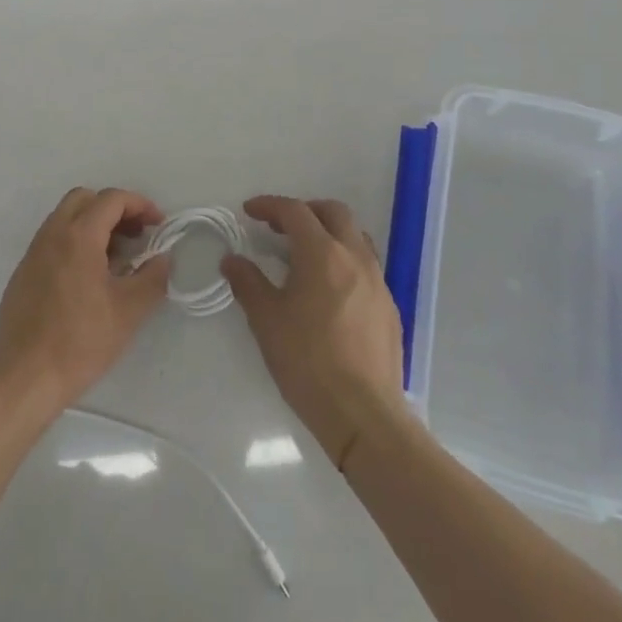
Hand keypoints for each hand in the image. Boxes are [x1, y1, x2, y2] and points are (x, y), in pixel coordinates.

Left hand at [0, 187, 171, 413]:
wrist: (25, 377)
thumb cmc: (81, 341)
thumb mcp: (128, 311)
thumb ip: (152, 278)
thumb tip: (163, 259)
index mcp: (78, 236)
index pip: (111, 199)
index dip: (140, 205)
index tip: (158, 224)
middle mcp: (52, 234)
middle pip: (85, 199)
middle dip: (114, 209)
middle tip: (135, 234)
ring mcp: (33, 252)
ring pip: (65, 218)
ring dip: (93, 225)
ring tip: (115, 259)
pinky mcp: (23, 273)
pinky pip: (52, 241)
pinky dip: (74, 243)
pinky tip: (86, 279)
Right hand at [222, 196, 406, 467]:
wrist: (364, 416)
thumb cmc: (308, 362)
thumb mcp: (266, 321)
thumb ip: (248, 282)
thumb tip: (232, 260)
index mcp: (322, 254)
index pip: (295, 211)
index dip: (269, 206)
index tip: (249, 212)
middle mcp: (355, 258)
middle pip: (334, 213)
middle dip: (305, 211)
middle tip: (280, 227)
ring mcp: (378, 282)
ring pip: (355, 237)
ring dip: (329, 234)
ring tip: (306, 255)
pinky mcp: (389, 308)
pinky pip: (366, 267)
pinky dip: (344, 262)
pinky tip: (329, 291)